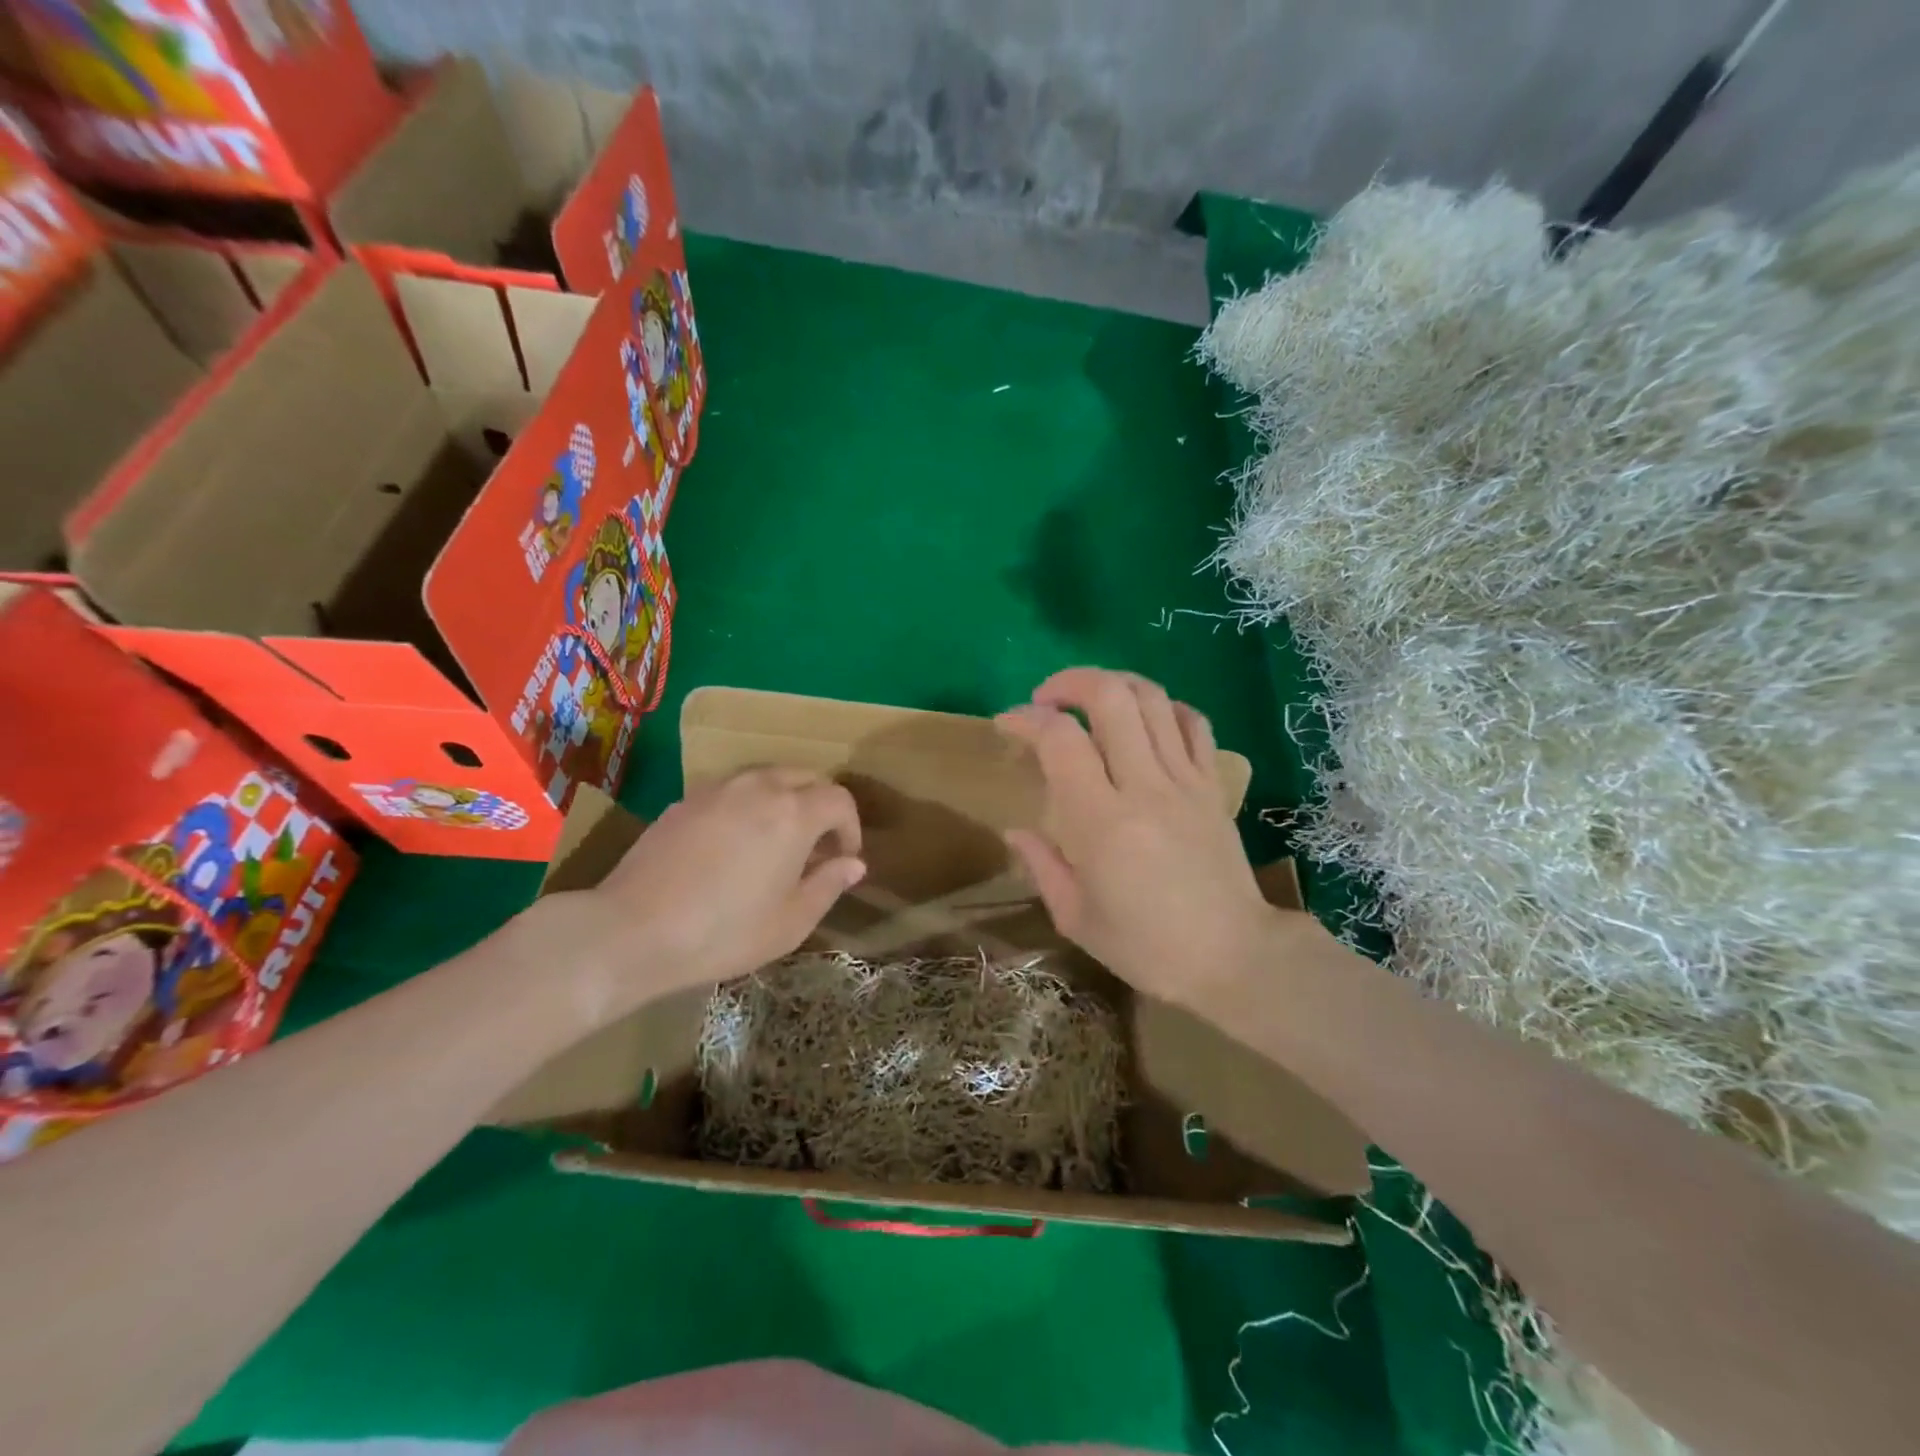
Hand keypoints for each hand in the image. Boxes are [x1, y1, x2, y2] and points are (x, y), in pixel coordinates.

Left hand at [544, 768, 865, 1019]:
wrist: (633, 930)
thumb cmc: (725, 932)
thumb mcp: (791, 922)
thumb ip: (829, 885)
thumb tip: (853, 864)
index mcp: (794, 813)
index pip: (839, 800)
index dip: (850, 827)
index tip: (844, 858)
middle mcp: (760, 787)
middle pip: (806, 778)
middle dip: (821, 807)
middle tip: (816, 848)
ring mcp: (719, 789)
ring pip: (767, 778)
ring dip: (785, 801)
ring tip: (777, 842)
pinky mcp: (686, 799)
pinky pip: (733, 790)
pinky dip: (749, 805)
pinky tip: (735, 844)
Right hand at [996, 668, 1278, 1006]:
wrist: (1234, 958)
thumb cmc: (1146, 946)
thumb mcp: (1076, 918)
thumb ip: (1041, 866)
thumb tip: (1016, 831)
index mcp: (1102, 823)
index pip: (1060, 740)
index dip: (1026, 719)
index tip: (1007, 724)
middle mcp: (1145, 787)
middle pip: (1111, 697)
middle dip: (1070, 682)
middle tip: (1046, 698)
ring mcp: (1186, 781)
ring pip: (1153, 699)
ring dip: (1114, 683)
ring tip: (1090, 699)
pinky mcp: (1213, 785)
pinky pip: (1193, 724)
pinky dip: (1164, 707)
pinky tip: (1144, 720)